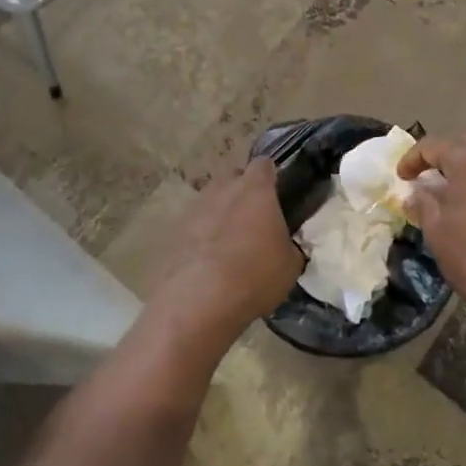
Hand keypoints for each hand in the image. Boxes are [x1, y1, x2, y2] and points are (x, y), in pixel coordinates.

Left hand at [153, 158, 301, 340]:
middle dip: (243, 193)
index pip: (264, 165)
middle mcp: (223, 188)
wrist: (200, 300)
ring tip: (229, 244)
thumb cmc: (255, 275)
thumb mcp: (290, 264)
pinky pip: (194, 225)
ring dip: (220, 214)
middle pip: (234, 178)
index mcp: (255, 189)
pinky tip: (208, 262)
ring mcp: (195, 207)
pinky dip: (201, 236)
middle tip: (254, 220)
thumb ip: (288, 243)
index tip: (276, 194)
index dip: (270, 177)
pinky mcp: (174, 230)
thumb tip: (284, 244)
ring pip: (212, 200)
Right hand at [398, 134, 465, 322]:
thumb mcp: (435, 228)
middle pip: (465, 145)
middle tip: (425, 174)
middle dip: (442, 156)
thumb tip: (417, 192)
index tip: (401, 177)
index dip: (413, 158)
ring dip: (465, 168)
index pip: (435, 146)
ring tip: (449, 189)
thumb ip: (423, 201)